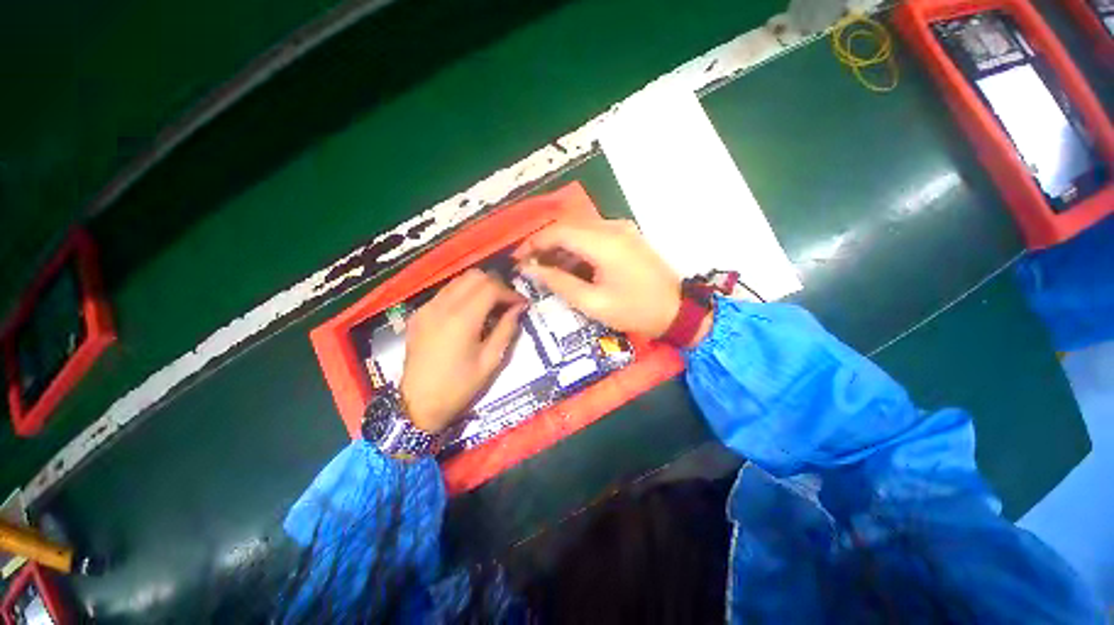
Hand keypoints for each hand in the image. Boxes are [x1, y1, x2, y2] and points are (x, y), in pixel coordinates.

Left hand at [399, 269, 526, 433]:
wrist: (416, 405)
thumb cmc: (458, 387)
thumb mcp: (490, 361)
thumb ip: (506, 329)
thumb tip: (519, 308)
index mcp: (462, 319)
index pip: (491, 287)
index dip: (510, 292)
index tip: (522, 304)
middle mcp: (442, 306)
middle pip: (475, 276)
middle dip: (496, 285)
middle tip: (507, 303)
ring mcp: (427, 307)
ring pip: (459, 280)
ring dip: (479, 287)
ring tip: (491, 305)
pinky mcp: (419, 313)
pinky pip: (446, 292)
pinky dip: (463, 294)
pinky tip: (470, 312)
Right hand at [516, 219, 682, 338]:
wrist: (677, 310)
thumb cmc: (635, 310)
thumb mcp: (592, 303)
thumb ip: (559, 282)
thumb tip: (530, 269)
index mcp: (604, 243)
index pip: (558, 231)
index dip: (533, 243)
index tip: (518, 260)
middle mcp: (612, 227)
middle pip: (568, 227)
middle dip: (545, 245)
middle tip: (531, 267)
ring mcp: (622, 229)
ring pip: (580, 230)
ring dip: (561, 247)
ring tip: (547, 270)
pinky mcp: (627, 236)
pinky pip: (594, 236)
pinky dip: (577, 249)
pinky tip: (571, 267)